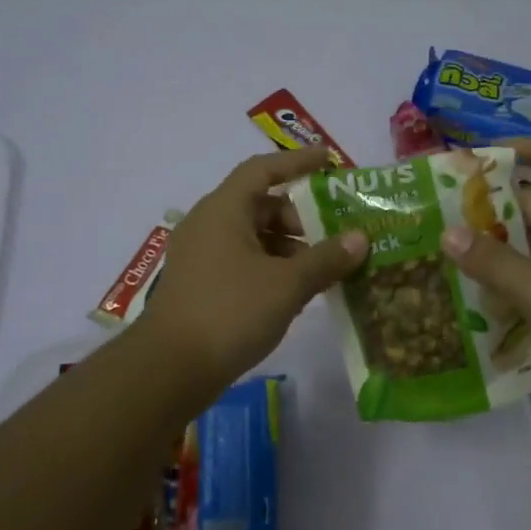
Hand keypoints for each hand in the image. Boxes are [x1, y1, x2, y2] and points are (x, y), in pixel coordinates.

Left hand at [137, 146, 367, 389]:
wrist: (169, 369)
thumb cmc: (230, 312)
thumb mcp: (287, 284)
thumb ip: (326, 259)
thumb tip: (361, 238)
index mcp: (224, 209)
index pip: (262, 169)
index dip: (297, 162)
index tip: (328, 160)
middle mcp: (208, 224)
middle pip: (259, 204)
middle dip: (299, 216)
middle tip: (333, 233)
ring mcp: (200, 256)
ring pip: (251, 236)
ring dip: (287, 246)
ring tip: (322, 268)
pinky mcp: (199, 284)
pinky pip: (241, 260)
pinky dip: (270, 267)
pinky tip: (294, 291)